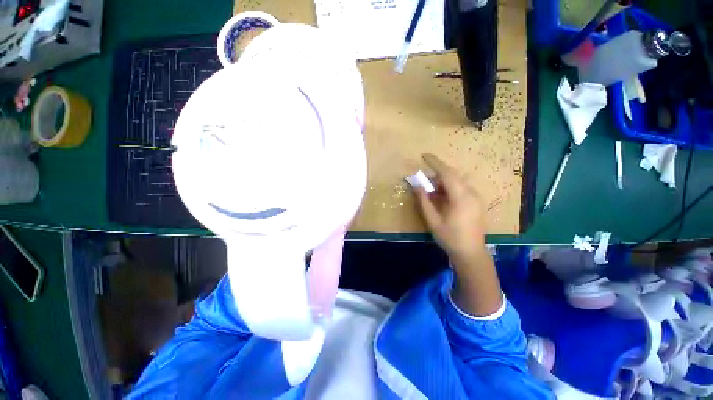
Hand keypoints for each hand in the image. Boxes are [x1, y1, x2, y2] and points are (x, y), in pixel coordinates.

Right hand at [414, 154, 501, 316]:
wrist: (471, 252)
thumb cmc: (449, 237)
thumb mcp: (432, 220)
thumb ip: (424, 201)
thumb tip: (417, 186)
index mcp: (460, 197)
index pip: (447, 173)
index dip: (435, 162)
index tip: (424, 155)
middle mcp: (471, 193)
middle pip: (453, 175)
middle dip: (437, 173)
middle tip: (424, 179)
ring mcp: (476, 197)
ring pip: (457, 181)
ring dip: (443, 182)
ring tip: (432, 191)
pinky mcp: (477, 202)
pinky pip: (462, 188)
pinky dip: (450, 188)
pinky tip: (442, 197)